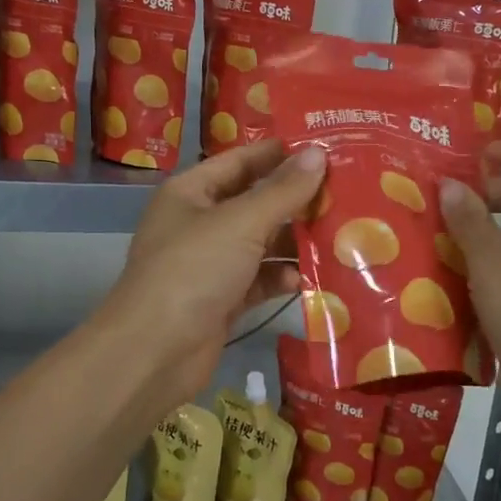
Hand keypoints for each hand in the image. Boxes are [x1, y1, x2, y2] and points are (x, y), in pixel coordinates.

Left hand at [105, 140, 327, 400]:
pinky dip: (280, 279)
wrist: (155, 351)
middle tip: (346, 193)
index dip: (280, 153)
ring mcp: (209, 264)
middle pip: (254, 203)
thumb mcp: (242, 222)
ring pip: (260, 244)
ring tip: (340, 235)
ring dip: (293, 243)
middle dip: (295, 201)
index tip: (326, 148)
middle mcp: (199, 223)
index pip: (241, 160)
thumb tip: (318, 153)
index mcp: (191, 192)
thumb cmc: (194, 270)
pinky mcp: (221, 300)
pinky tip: (307, 280)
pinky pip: (258, 280)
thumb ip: (283, 190)